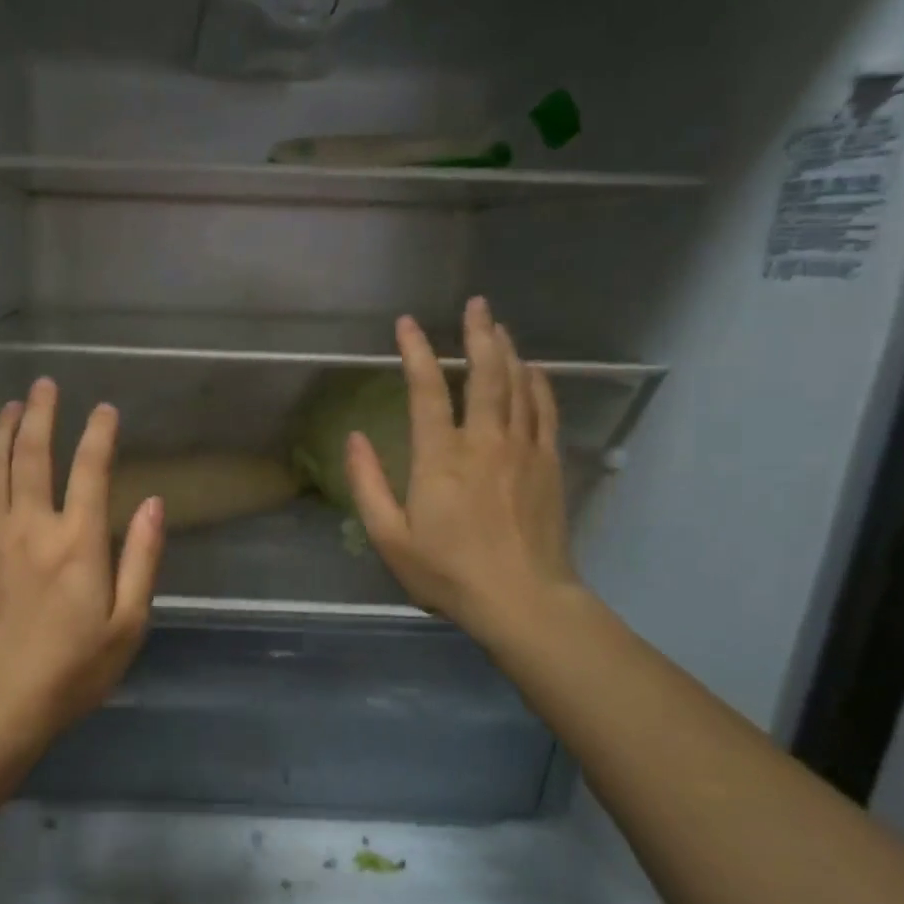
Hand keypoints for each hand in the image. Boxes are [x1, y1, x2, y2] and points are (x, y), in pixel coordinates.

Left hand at [0, 378, 165, 748]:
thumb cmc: (72, 670)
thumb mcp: (127, 623)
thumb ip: (142, 559)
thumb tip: (155, 504)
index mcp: (78, 541)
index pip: (91, 469)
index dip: (99, 434)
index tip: (105, 411)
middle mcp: (32, 525)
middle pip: (34, 454)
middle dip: (42, 414)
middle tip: (45, 385)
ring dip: (1, 432)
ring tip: (9, 407)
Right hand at [345, 297, 582, 643]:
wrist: (522, 599)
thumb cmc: (447, 571)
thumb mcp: (389, 536)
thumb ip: (368, 484)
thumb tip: (354, 438)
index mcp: (440, 457)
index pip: (427, 390)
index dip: (416, 352)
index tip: (406, 324)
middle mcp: (484, 442)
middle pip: (485, 374)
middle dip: (478, 334)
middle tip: (476, 303)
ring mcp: (523, 450)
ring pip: (519, 385)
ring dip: (508, 351)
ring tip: (499, 326)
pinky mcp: (549, 464)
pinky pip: (544, 411)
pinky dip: (538, 384)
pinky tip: (533, 371)